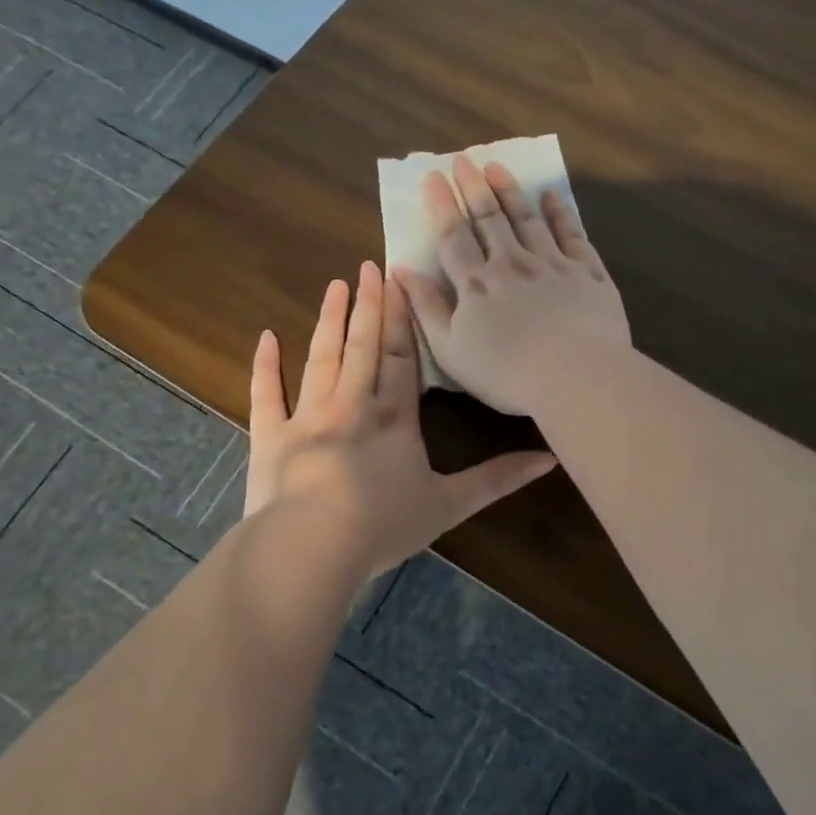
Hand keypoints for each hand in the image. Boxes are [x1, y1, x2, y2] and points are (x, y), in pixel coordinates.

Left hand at [243, 261, 557, 581]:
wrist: (311, 548)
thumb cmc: (383, 525)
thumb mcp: (449, 504)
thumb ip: (498, 479)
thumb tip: (549, 460)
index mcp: (393, 416)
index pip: (400, 356)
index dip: (400, 317)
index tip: (399, 280)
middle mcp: (351, 404)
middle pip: (362, 345)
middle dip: (367, 304)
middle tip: (367, 266)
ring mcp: (307, 417)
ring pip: (321, 358)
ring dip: (329, 321)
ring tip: (335, 286)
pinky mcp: (270, 437)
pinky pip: (266, 395)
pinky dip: (265, 366)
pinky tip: (265, 337)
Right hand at [394, 154, 630, 415]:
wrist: (576, 376)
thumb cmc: (506, 373)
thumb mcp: (451, 350)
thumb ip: (426, 308)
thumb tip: (399, 270)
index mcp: (476, 284)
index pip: (453, 236)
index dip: (442, 205)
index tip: (433, 176)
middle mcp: (512, 263)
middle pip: (490, 218)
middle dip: (474, 187)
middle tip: (464, 159)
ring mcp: (552, 263)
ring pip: (528, 218)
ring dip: (511, 191)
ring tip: (498, 167)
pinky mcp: (587, 272)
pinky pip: (571, 233)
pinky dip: (560, 212)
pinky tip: (552, 196)